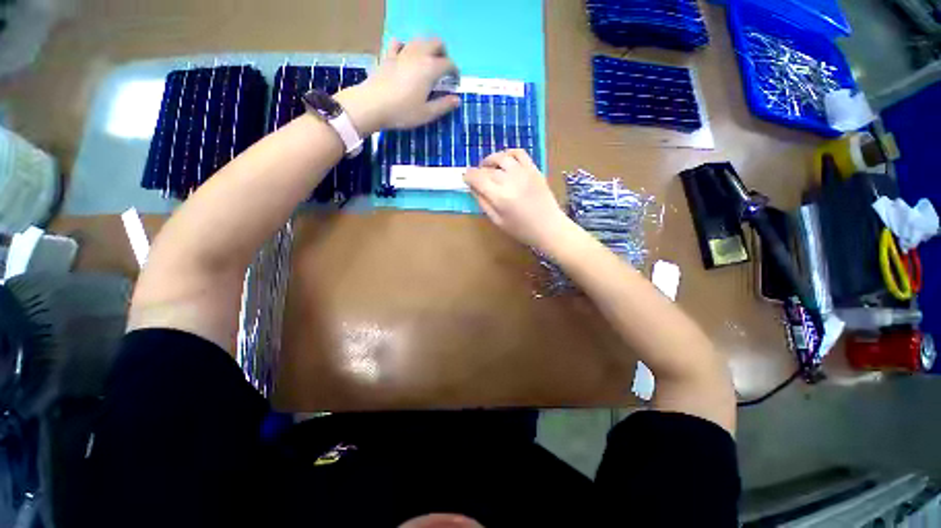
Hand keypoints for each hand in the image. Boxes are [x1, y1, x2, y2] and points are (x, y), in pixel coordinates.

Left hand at [335, 38, 460, 134]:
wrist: (372, 105)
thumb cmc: (403, 112)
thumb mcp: (427, 113)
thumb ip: (443, 105)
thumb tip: (457, 99)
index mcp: (430, 68)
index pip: (448, 64)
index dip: (455, 72)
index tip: (455, 83)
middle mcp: (418, 55)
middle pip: (436, 43)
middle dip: (443, 53)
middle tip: (443, 69)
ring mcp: (402, 53)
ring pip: (419, 40)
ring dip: (427, 48)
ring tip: (427, 63)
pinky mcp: (388, 56)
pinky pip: (399, 44)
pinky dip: (405, 47)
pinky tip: (405, 57)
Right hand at [464, 149, 574, 249]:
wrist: (549, 227)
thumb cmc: (521, 229)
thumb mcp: (497, 221)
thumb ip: (483, 203)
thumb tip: (473, 188)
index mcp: (499, 196)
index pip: (477, 178)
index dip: (468, 176)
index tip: (465, 178)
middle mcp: (510, 180)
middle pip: (488, 169)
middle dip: (479, 171)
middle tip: (477, 178)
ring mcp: (523, 172)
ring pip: (501, 157)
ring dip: (491, 160)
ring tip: (488, 167)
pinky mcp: (534, 169)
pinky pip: (519, 153)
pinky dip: (509, 153)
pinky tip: (505, 161)